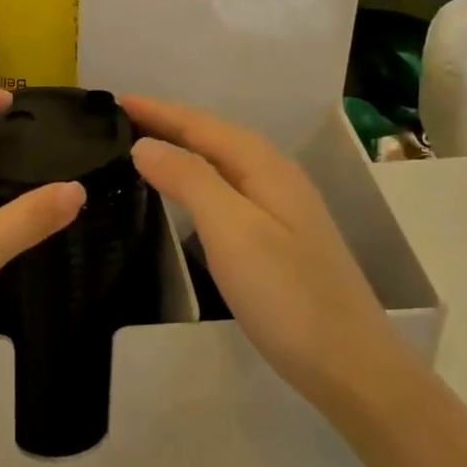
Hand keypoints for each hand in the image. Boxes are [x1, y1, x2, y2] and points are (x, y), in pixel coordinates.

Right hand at [123, 96, 394, 410]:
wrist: (350, 366)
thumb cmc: (287, 296)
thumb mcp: (232, 231)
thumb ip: (189, 180)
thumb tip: (145, 144)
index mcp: (265, 168)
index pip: (202, 125)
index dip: (159, 111)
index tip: (116, 100)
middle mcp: (276, 178)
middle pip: (214, 138)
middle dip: (170, 124)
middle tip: (122, 120)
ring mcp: (282, 209)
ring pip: (223, 163)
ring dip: (184, 149)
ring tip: (145, 147)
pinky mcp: (280, 239)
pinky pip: (229, 189)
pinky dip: (198, 179)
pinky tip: (187, 194)